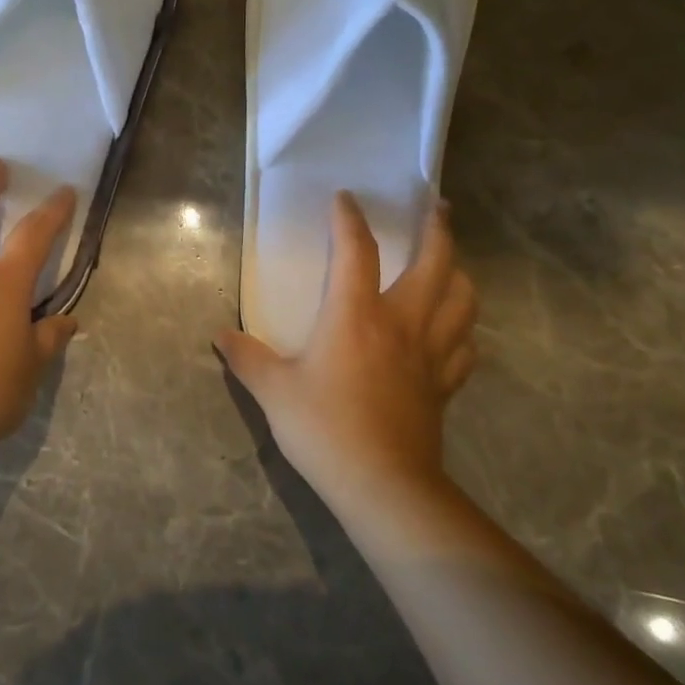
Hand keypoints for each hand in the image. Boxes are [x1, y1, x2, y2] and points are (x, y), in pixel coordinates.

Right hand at [216, 192, 476, 514]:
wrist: (383, 486)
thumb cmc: (324, 429)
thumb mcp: (274, 391)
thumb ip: (247, 358)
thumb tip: (220, 336)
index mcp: (356, 315)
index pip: (356, 251)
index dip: (349, 219)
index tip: (345, 198)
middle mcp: (401, 323)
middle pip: (435, 263)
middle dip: (438, 229)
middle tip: (438, 207)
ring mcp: (430, 354)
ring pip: (461, 300)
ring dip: (459, 273)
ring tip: (452, 263)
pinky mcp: (444, 386)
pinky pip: (464, 347)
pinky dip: (463, 329)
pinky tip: (455, 330)